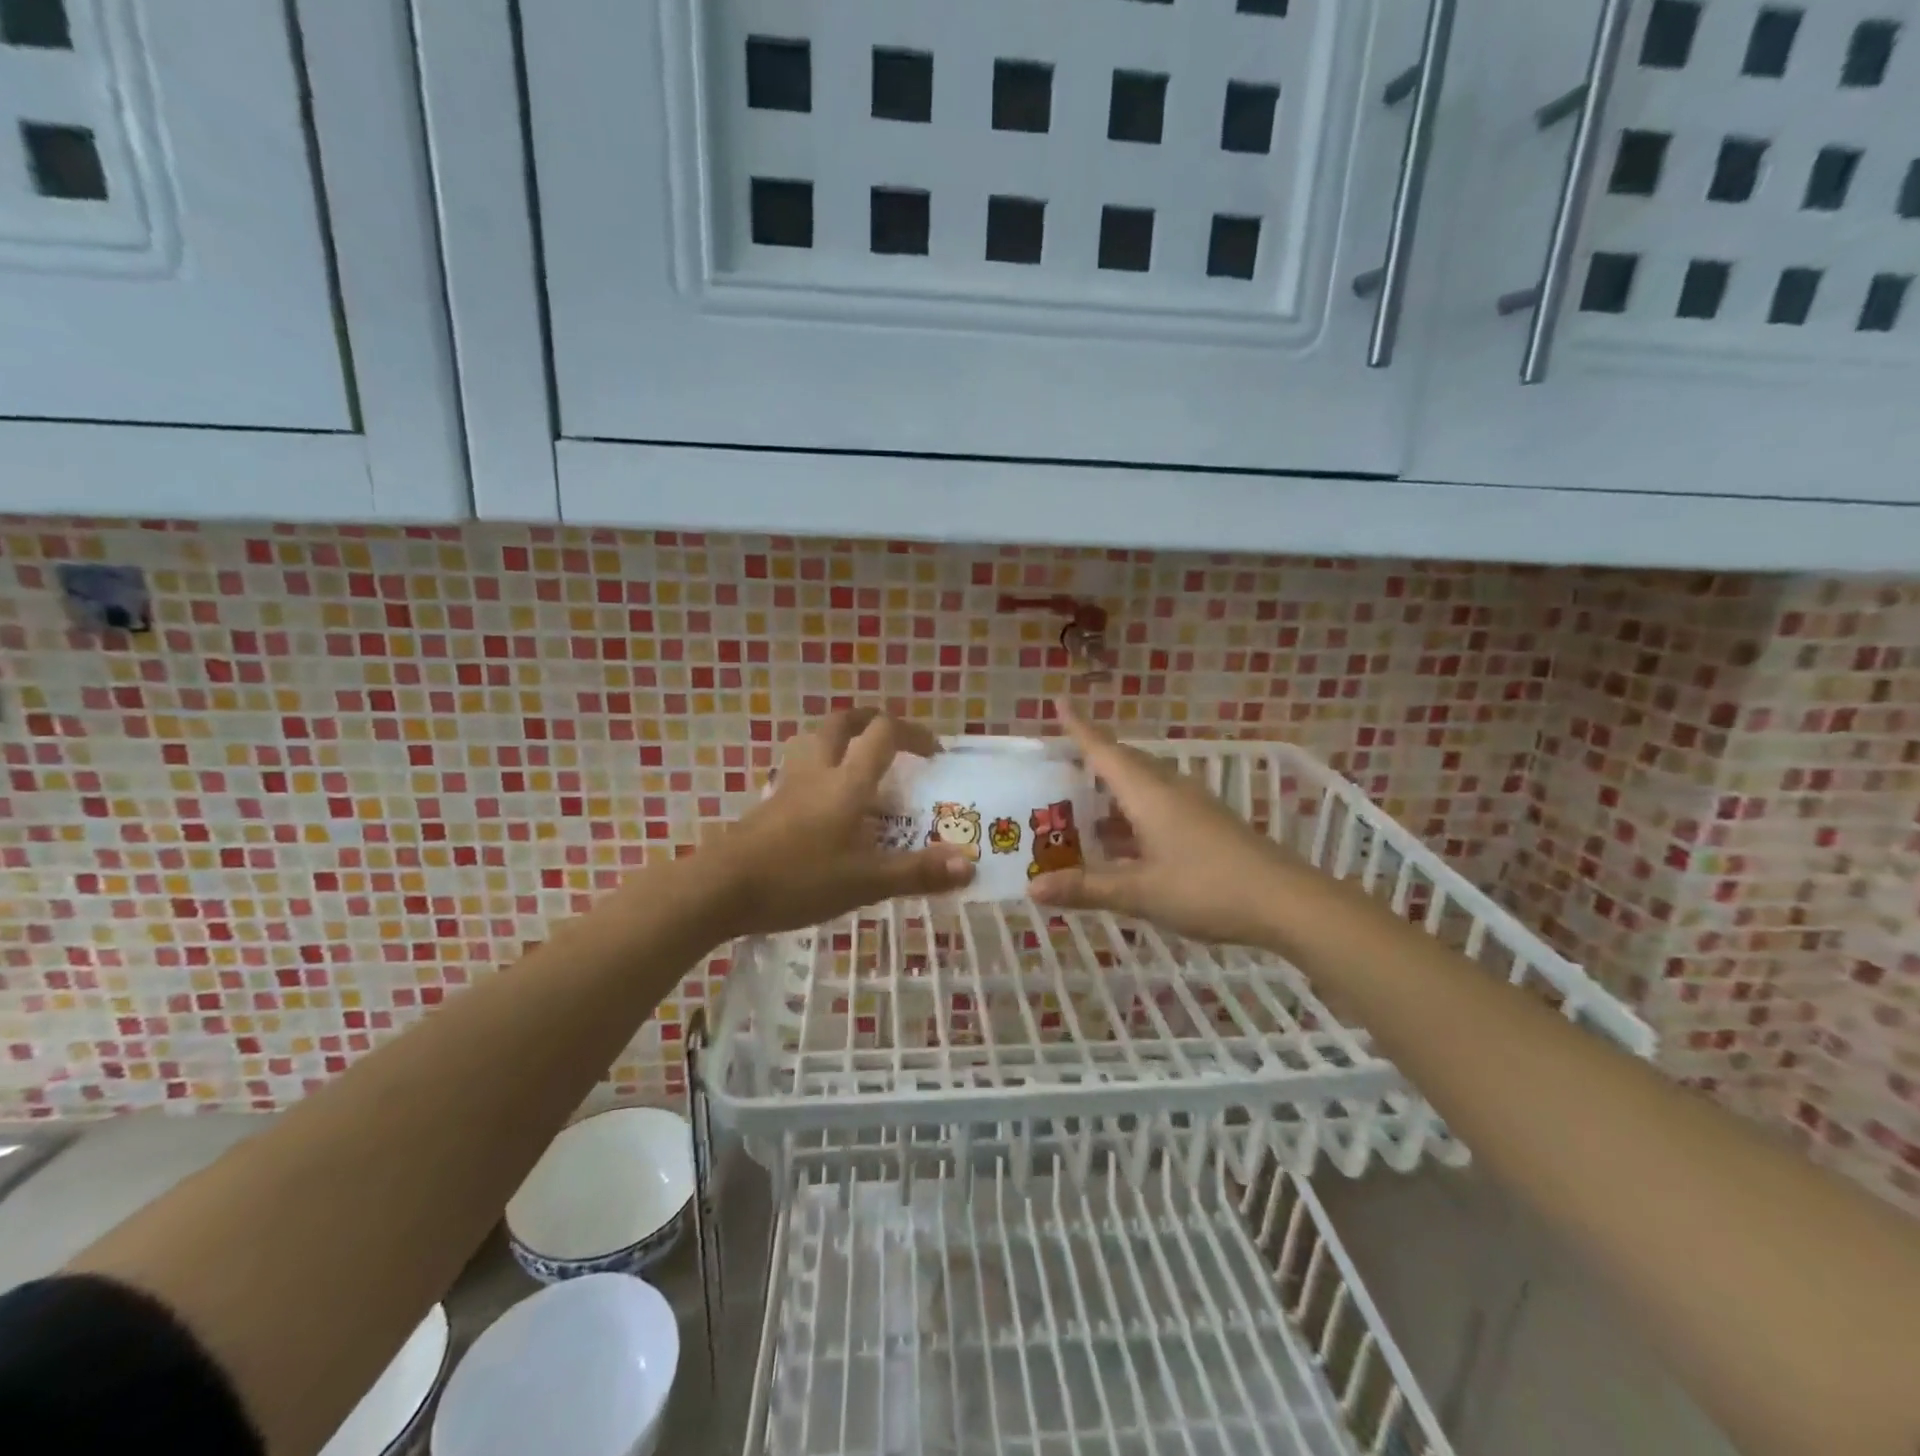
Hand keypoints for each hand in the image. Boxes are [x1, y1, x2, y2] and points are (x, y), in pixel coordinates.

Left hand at [701, 709, 973, 936]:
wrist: (720, 889)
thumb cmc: (798, 879)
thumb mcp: (865, 881)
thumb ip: (917, 872)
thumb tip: (969, 866)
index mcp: (846, 782)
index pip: (883, 734)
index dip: (912, 733)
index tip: (933, 754)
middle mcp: (817, 772)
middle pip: (841, 723)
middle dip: (870, 721)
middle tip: (891, 740)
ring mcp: (787, 786)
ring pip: (813, 741)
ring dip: (839, 739)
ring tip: (858, 763)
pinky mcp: (768, 805)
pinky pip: (799, 769)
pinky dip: (819, 769)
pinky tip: (825, 804)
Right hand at [1029, 698, 1295, 946]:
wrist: (1288, 903)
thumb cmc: (1208, 889)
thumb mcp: (1140, 893)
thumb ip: (1087, 888)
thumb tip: (1032, 888)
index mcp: (1149, 794)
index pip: (1105, 751)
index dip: (1079, 728)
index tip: (1059, 702)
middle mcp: (1170, 790)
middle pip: (1125, 763)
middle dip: (1093, 759)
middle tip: (1059, 765)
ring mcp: (1193, 807)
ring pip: (1143, 787)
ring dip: (1112, 792)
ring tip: (1080, 807)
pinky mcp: (1208, 825)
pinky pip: (1159, 807)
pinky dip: (1132, 816)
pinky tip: (1122, 843)